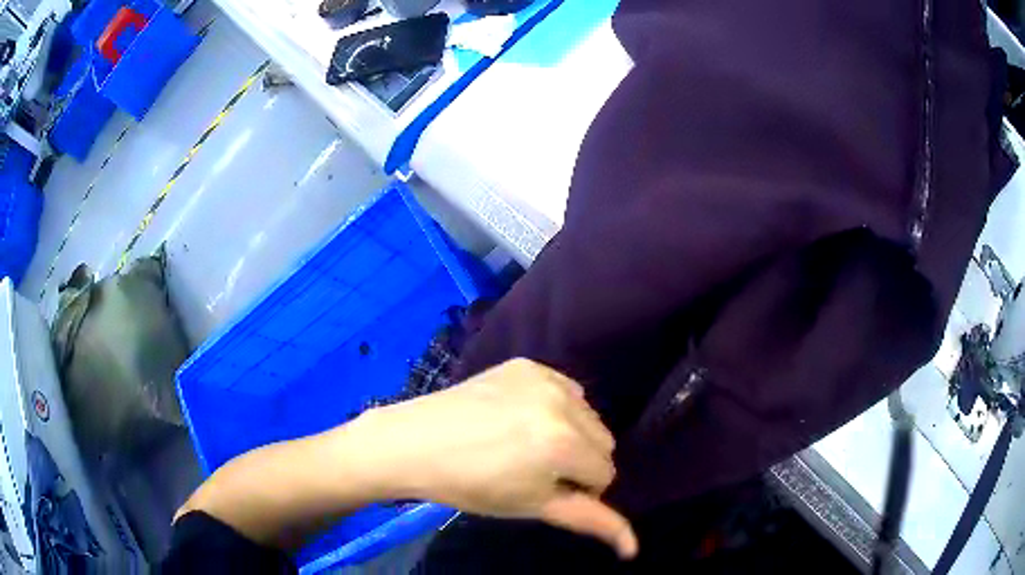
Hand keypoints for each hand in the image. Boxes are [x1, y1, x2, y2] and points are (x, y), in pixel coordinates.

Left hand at [355, 358, 637, 558]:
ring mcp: (543, 376)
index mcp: (565, 442)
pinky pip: (564, 387)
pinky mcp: (525, 363)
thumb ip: (591, 522)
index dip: (579, 489)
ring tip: (525, 444)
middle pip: (603, 440)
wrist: (415, 443)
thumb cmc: (473, 485)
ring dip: (570, 432)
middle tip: (535, 470)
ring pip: (587, 414)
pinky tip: (520, 418)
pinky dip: (554, 406)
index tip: (544, 490)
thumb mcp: (534, 507)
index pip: (606, 473)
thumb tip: (634, 549)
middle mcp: (562, 401)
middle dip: (580, 460)